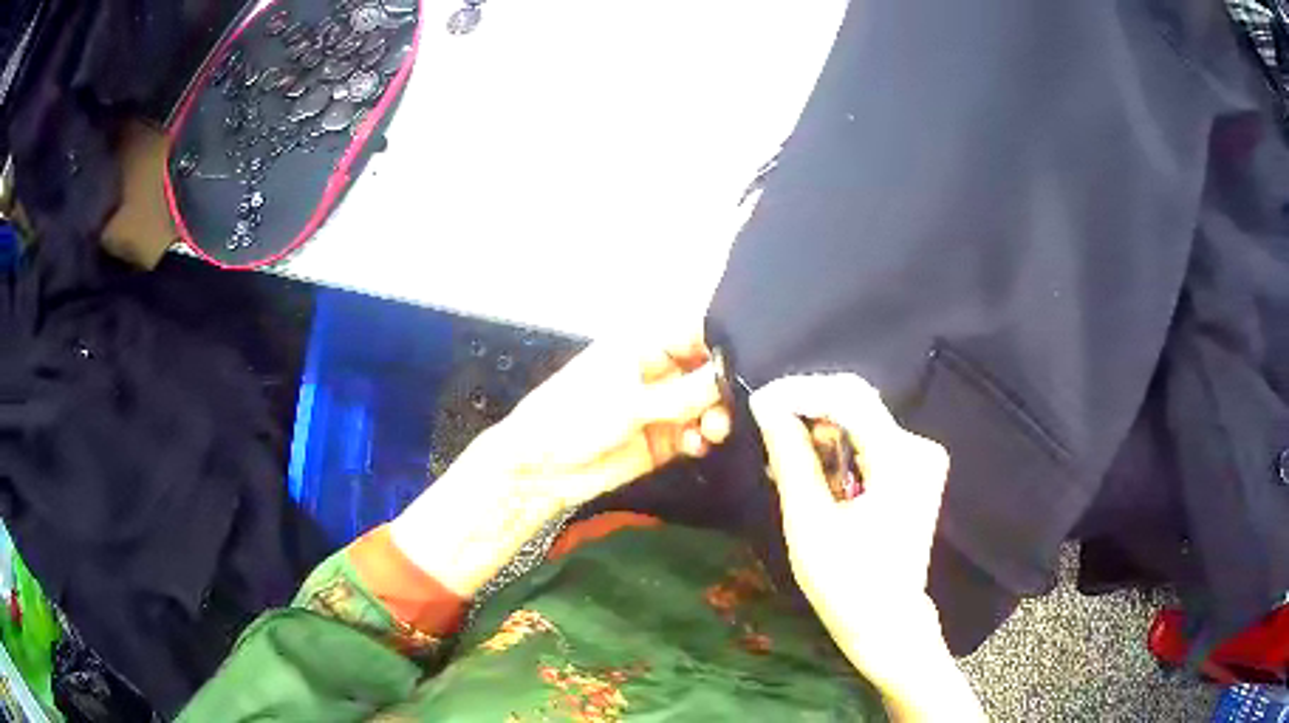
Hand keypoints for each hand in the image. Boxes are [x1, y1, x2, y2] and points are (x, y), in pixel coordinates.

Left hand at [392, 331, 729, 597]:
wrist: (541, 470)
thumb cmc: (572, 417)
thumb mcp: (628, 401)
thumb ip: (683, 393)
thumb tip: (728, 376)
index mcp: (644, 345)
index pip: (696, 331)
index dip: (724, 343)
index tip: (753, 359)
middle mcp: (659, 372)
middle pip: (709, 370)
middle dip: (725, 386)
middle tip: (733, 406)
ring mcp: (662, 407)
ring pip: (707, 404)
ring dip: (716, 416)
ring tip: (712, 431)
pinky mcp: (664, 440)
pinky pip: (696, 433)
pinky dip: (703, 439)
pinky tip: (696, 446)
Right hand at [751, 375, 981, 720]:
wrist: (886, 622)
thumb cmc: (845, 582)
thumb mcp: (809, 522)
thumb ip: (791, 458)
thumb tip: (767, 405)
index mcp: (900, 460)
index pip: (850, 397)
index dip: (801, 390)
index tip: (759, 400)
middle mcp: (919, 447)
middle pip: (858, 403)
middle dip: (808, 408)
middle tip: (766, 428)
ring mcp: (921, 458)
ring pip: (861, 420)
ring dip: (819, 430)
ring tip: (783, 455)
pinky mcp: (914, 470)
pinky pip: (869, 440)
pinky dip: (837, 448)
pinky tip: (812, 469)